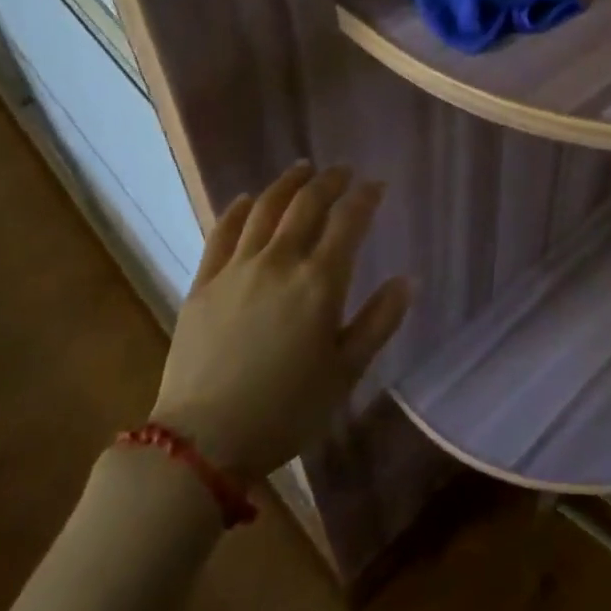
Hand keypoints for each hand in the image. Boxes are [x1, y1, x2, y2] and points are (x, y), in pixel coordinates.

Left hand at [150, 163, 410, 477]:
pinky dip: (238, 210)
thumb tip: (407, 280)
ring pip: (265, 209)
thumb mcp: (346, 372)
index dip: (365, 198)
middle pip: (306, 205)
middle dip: (328, 181)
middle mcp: (280, 262)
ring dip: (286, 184)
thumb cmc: (287, 410)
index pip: (348, 222)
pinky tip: (247, 199)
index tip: (376, 185)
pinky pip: (222, 233)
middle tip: (341, 170)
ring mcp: (237, 269)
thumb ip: (379, 321)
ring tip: (301, 169)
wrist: (203, 441)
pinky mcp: (204, 283)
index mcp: (319, 282)